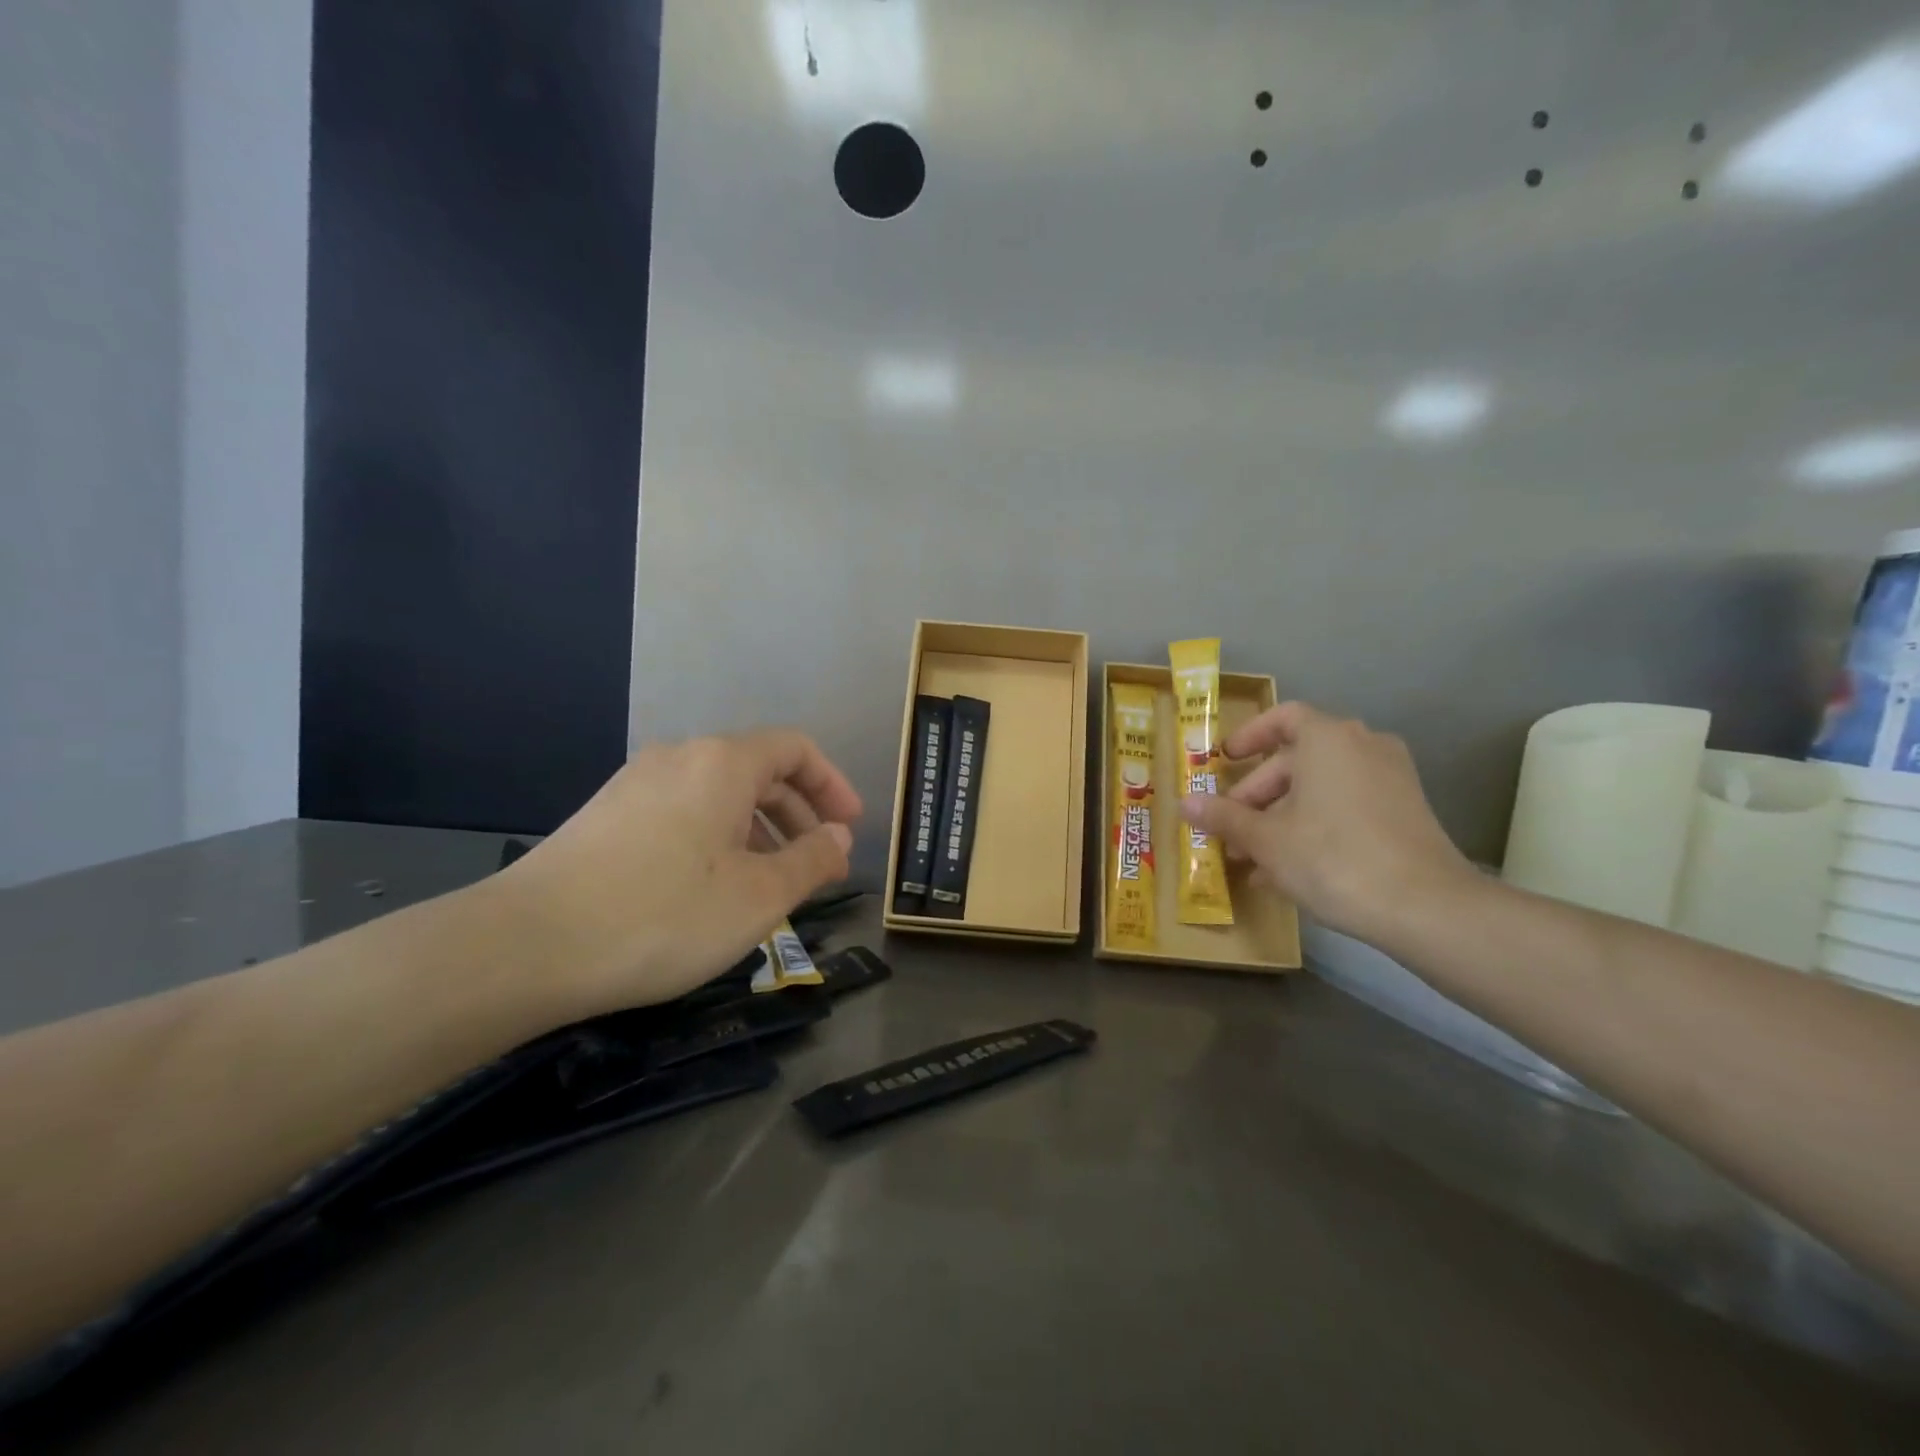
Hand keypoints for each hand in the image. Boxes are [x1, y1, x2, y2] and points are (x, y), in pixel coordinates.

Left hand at [492, 730, 862, 1017]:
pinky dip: (717, 839)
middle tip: (818, 863)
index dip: (832, 785)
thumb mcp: (758, 896)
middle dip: (798, 814)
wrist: (525, 947)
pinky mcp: (606, 816)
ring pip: (718, 795)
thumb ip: (811, 861)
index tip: (849, 829)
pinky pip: (683, 812)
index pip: (796, 749)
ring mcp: (635, 784)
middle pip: (758, 770)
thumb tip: (839, 838)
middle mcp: (679, 757)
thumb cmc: (663, 915)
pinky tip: (712, 889)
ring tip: (770, 883)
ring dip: (759, 830)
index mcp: (722, 762)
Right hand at [1180, 703, 1471, 942]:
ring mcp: (1391, 779)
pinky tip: (1288, 872)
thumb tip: (1183, 803)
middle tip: (1230, 830)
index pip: (1282, 718)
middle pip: (1296, 760)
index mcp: (1328, 739)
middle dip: (1257, 796)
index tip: (1224, 761)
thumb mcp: (1265, 840)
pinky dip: (1315, 826)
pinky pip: (1346, 807)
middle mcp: (1364, 746)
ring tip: (1252, 861)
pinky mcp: (1406, 812)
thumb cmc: (1332, 858)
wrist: (1426, 907)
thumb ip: (1223, 817)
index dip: (1249, 736)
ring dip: (1281, 818)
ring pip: (1320, 789)